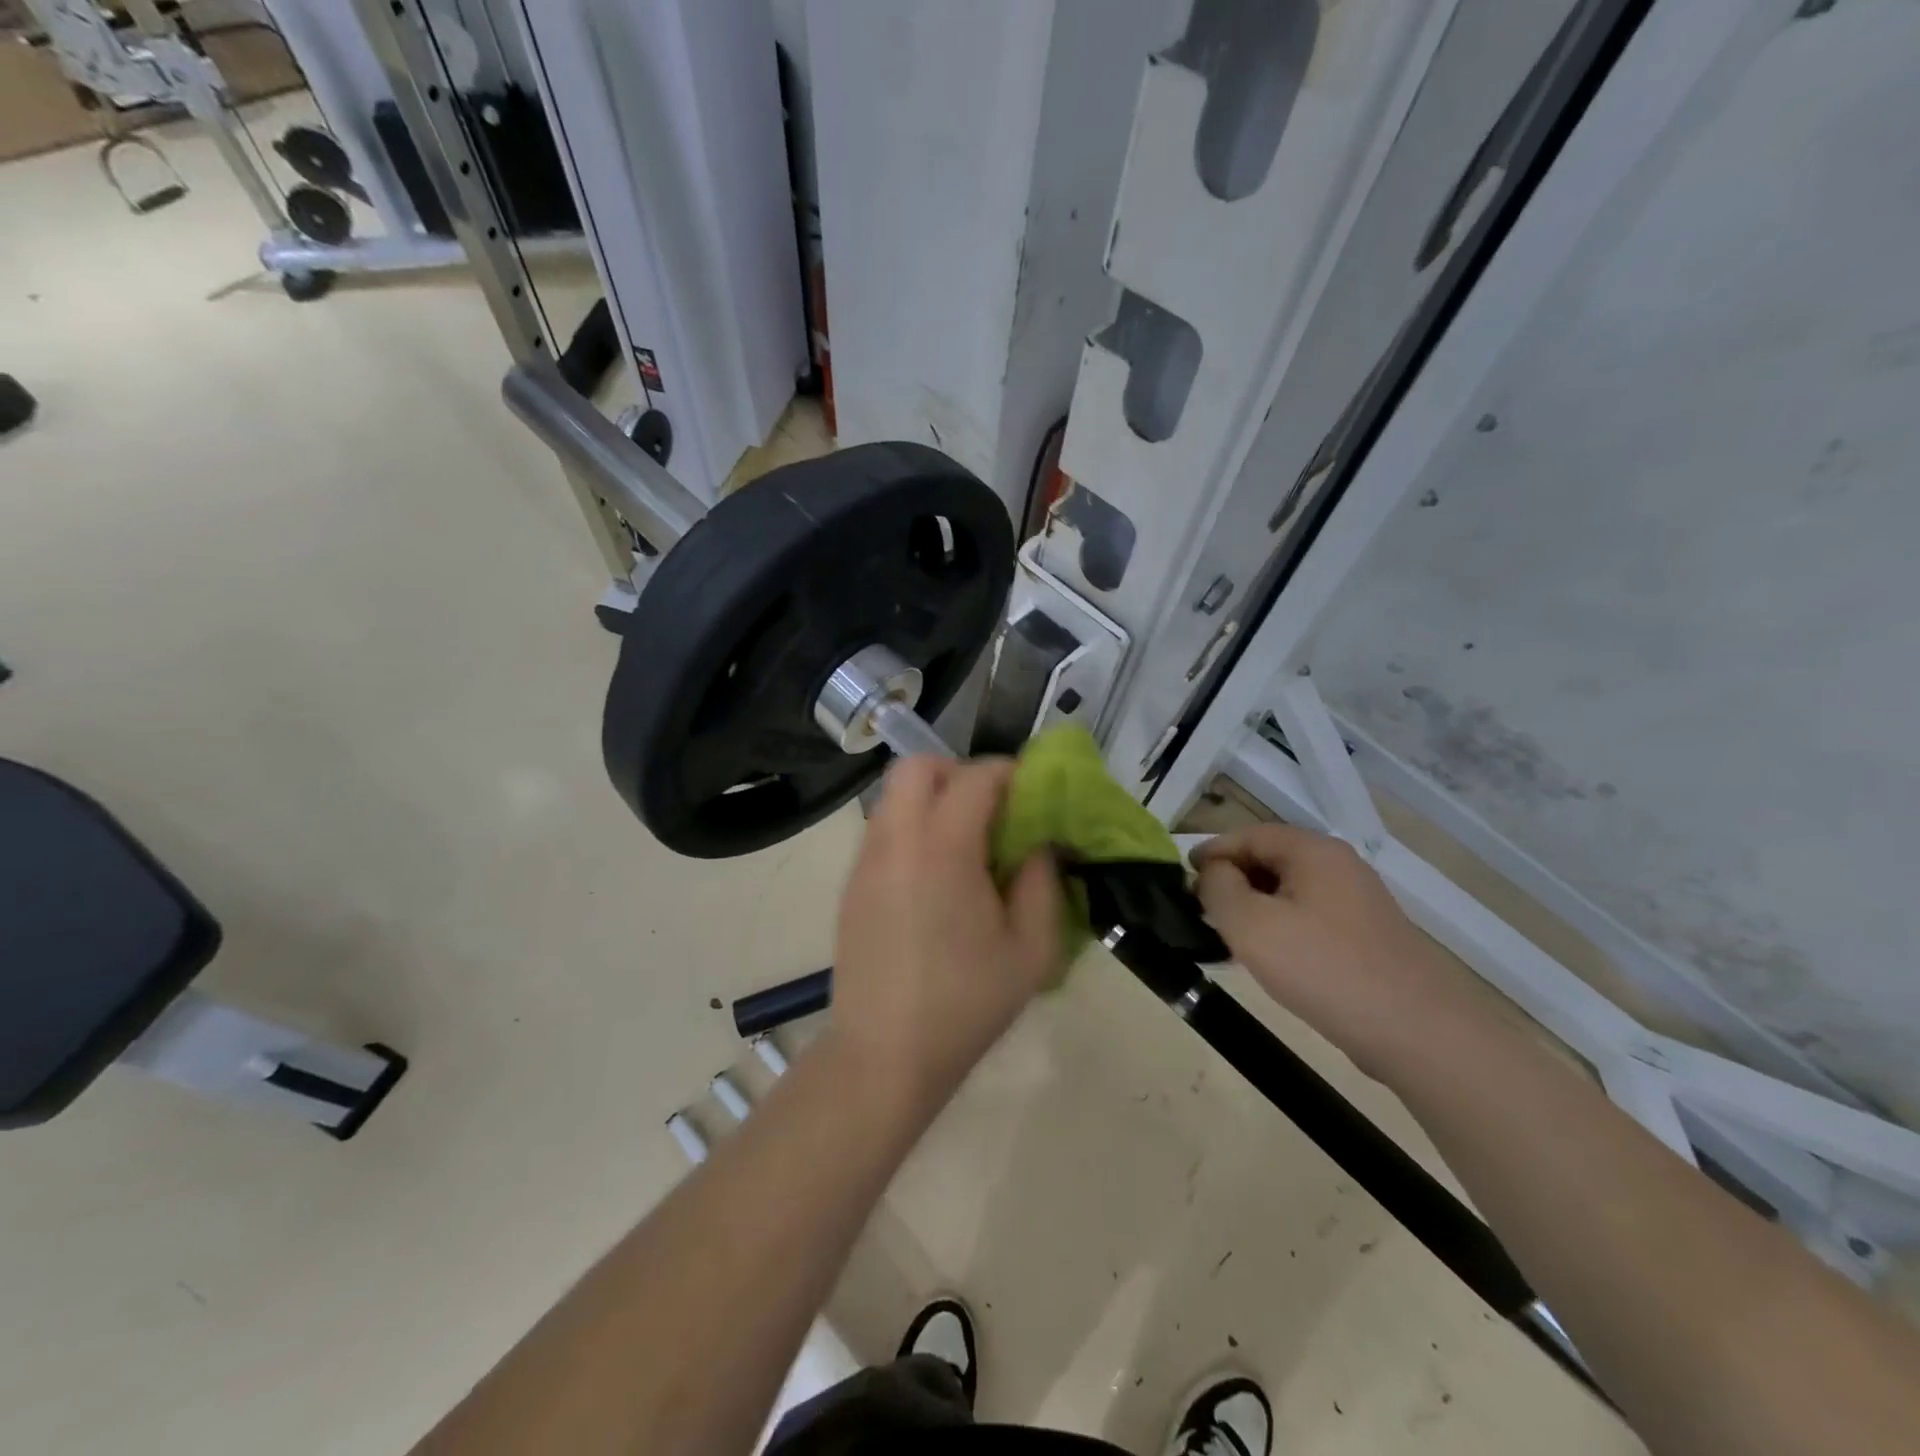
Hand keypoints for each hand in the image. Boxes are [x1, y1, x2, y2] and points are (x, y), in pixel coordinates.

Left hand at [827, 756, 1062, 1117]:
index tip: (1032, 794)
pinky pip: (882, 829)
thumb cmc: (965, 1004)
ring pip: (893, 795)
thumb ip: (1042, 883)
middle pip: (918, 767)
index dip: (1009, 773)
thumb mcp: (1031, 951)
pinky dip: (911, 827)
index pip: (975, 777)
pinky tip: (934, 877)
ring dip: (932, 798)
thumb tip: (1039, 844)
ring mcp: (865, 861)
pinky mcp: (851, 884)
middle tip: (991, 811)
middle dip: (959, 772)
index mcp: (942, 848)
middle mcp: (895, 840)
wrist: (883, 1055)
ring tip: (964, 844)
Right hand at [1193, 823, 1475, 1078]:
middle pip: (1271, 858)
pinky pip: (1310, 916)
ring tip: (1227, 934)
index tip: (1182, 876)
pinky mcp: (1367, 936)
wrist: (1416, 1032)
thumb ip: (1218, 888)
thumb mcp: (1250, 924)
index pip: (1248, 835)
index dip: (1211, 851)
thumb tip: (1212, 873)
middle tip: (1201, 908)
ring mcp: (1358, 902)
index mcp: (1313, 851)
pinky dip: (1281, 925)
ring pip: (1290, 890)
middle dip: (1232, 878)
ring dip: (1255, 905)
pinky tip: (1270, 957)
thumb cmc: (1322, 967)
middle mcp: (1339, 866)